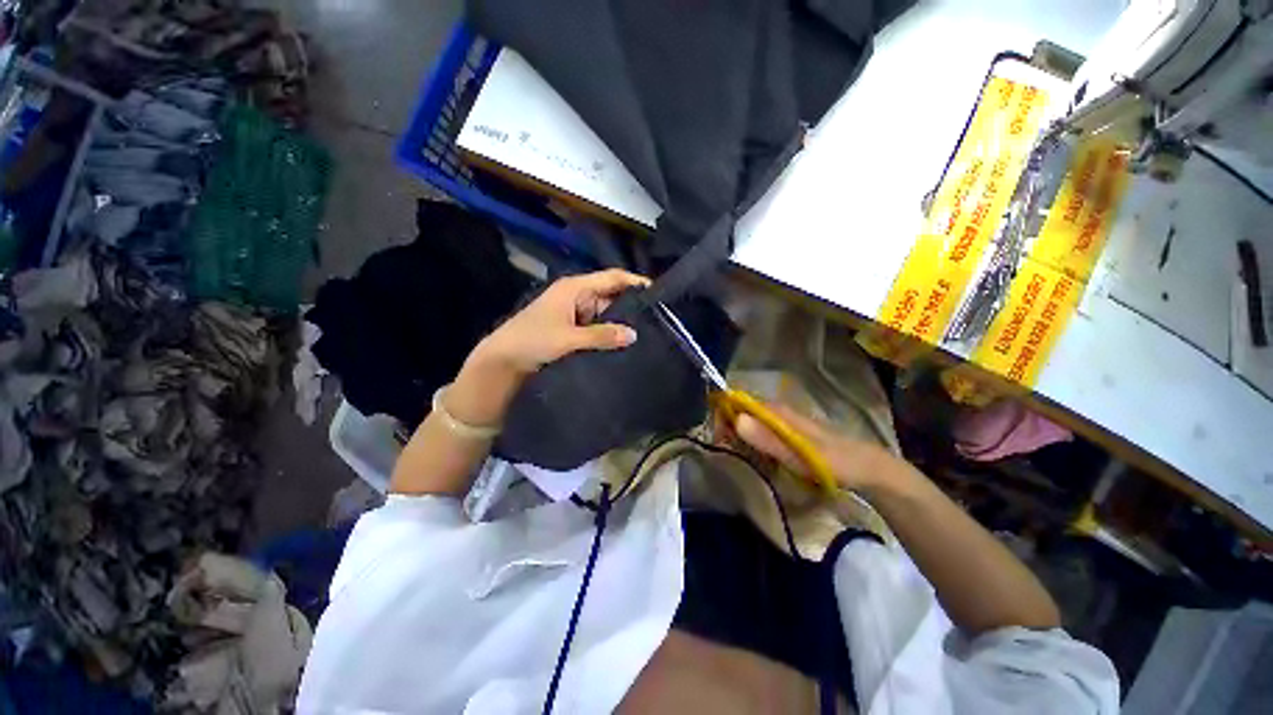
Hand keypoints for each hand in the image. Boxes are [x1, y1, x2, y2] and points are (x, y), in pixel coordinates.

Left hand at [474, 268, 649, 375]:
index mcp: (575, 288)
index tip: (660, 293)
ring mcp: (576, 315)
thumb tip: (634, 334)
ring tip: (648, 334)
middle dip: (632, 306)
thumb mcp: (567, 337)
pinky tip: (626, 345)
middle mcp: (578, 297)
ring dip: (621, 324)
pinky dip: (610, 335)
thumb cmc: (531, 340)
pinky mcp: (574, 331)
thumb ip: (601, 336)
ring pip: (607, 315)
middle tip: (659, 320)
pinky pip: (598, 329)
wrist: (502, 362)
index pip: (612, 278)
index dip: (635, 282)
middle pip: (612, 296)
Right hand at [732, 402, 896, 493]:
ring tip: (739, 458)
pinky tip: (757, 459)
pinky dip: (753, 444)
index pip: (739, 402)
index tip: (718, 438)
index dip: (723, 415)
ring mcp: (783, 423)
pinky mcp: (787, 434)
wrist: (866, 468)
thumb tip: (737, 420)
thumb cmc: (833, 461)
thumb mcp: (799, 454)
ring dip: (739, 438)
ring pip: (750, 423)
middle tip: (728, 452)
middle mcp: (777, 412)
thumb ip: (768, 439)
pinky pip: (761, 434)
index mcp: (777, 411)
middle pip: (742, 412)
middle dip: (729, 429)